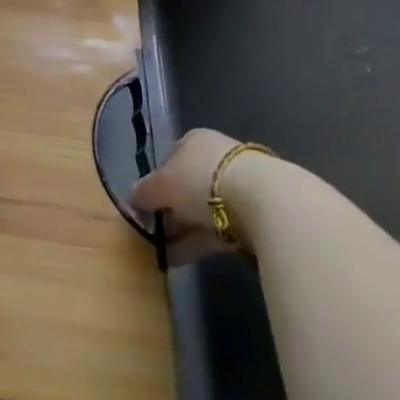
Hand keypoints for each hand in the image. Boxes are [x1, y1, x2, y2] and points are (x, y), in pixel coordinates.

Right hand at [132, 127, 264, 263]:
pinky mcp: (259, 214)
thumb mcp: (161, 185)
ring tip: (164, 255)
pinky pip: (222, 229)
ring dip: (184, 232)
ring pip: (204, 211)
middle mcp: (218, 158)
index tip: (145, 206)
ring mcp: (242, 185)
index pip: (169, 160)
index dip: (155, 183)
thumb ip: (144, 191)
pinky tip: (183, 259)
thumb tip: (133, 197)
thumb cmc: (203, 181)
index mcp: (194, 140)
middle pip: (187, 187)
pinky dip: (202, 243)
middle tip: (154, 234)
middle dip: (171, 212)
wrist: (267, 203)